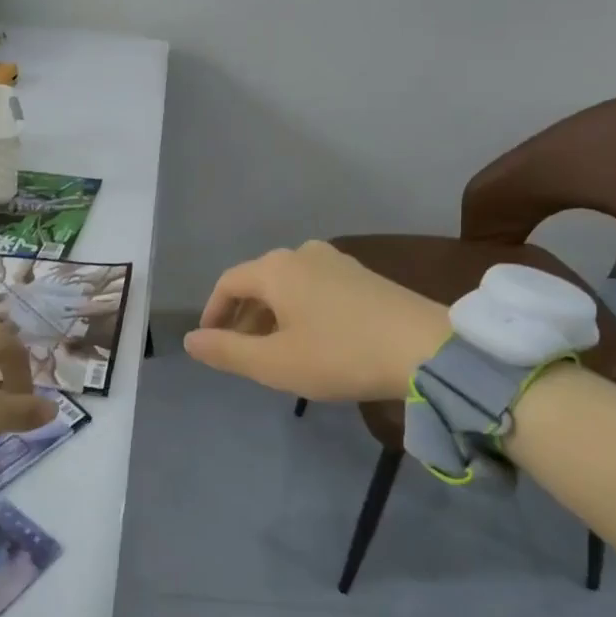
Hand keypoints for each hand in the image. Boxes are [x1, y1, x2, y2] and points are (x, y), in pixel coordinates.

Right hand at [184, 241, 451, 401]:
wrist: (425, 349)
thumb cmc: (340, 354)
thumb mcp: (274, 363)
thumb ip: (227, 351)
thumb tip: (190, 340)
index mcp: (276, 269)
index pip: (228, 283)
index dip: (213, 313)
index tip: (210, 343)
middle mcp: (302, 254)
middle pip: (258, 282)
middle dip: (243, 318)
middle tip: (242, 354)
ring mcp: (336, 261)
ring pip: (288, 286)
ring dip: (272, 316)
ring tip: (276, 352)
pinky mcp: (362, 276)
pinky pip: (314, 288)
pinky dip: (300, 311)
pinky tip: (313, 341)